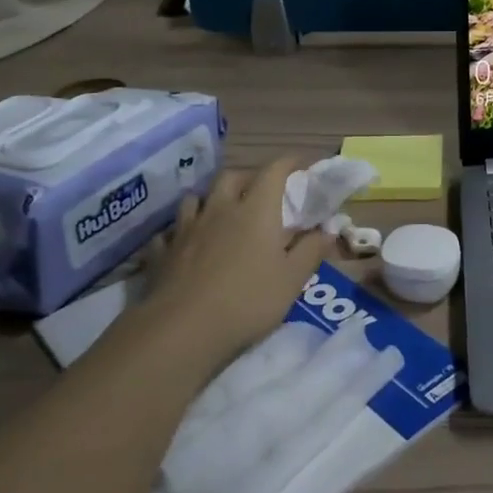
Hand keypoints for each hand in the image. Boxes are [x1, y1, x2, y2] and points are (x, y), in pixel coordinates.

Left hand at [119, 157, 326, 367]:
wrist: (182, 329)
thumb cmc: (248, 300)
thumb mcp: (292, 279)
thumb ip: (312, 250)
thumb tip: (329, 229)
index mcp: (256, 210)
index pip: (274, 171)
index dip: (290, 162)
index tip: (302, 164)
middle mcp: (220, 210)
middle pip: (232, 176)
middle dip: (249, 177)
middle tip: (261, 191)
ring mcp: (186, 229)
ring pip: (197, 198)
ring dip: (211, 199)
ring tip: (221, 213)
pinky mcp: (163, 252)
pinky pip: (170, 231)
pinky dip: (180, 232)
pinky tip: (185, 244)